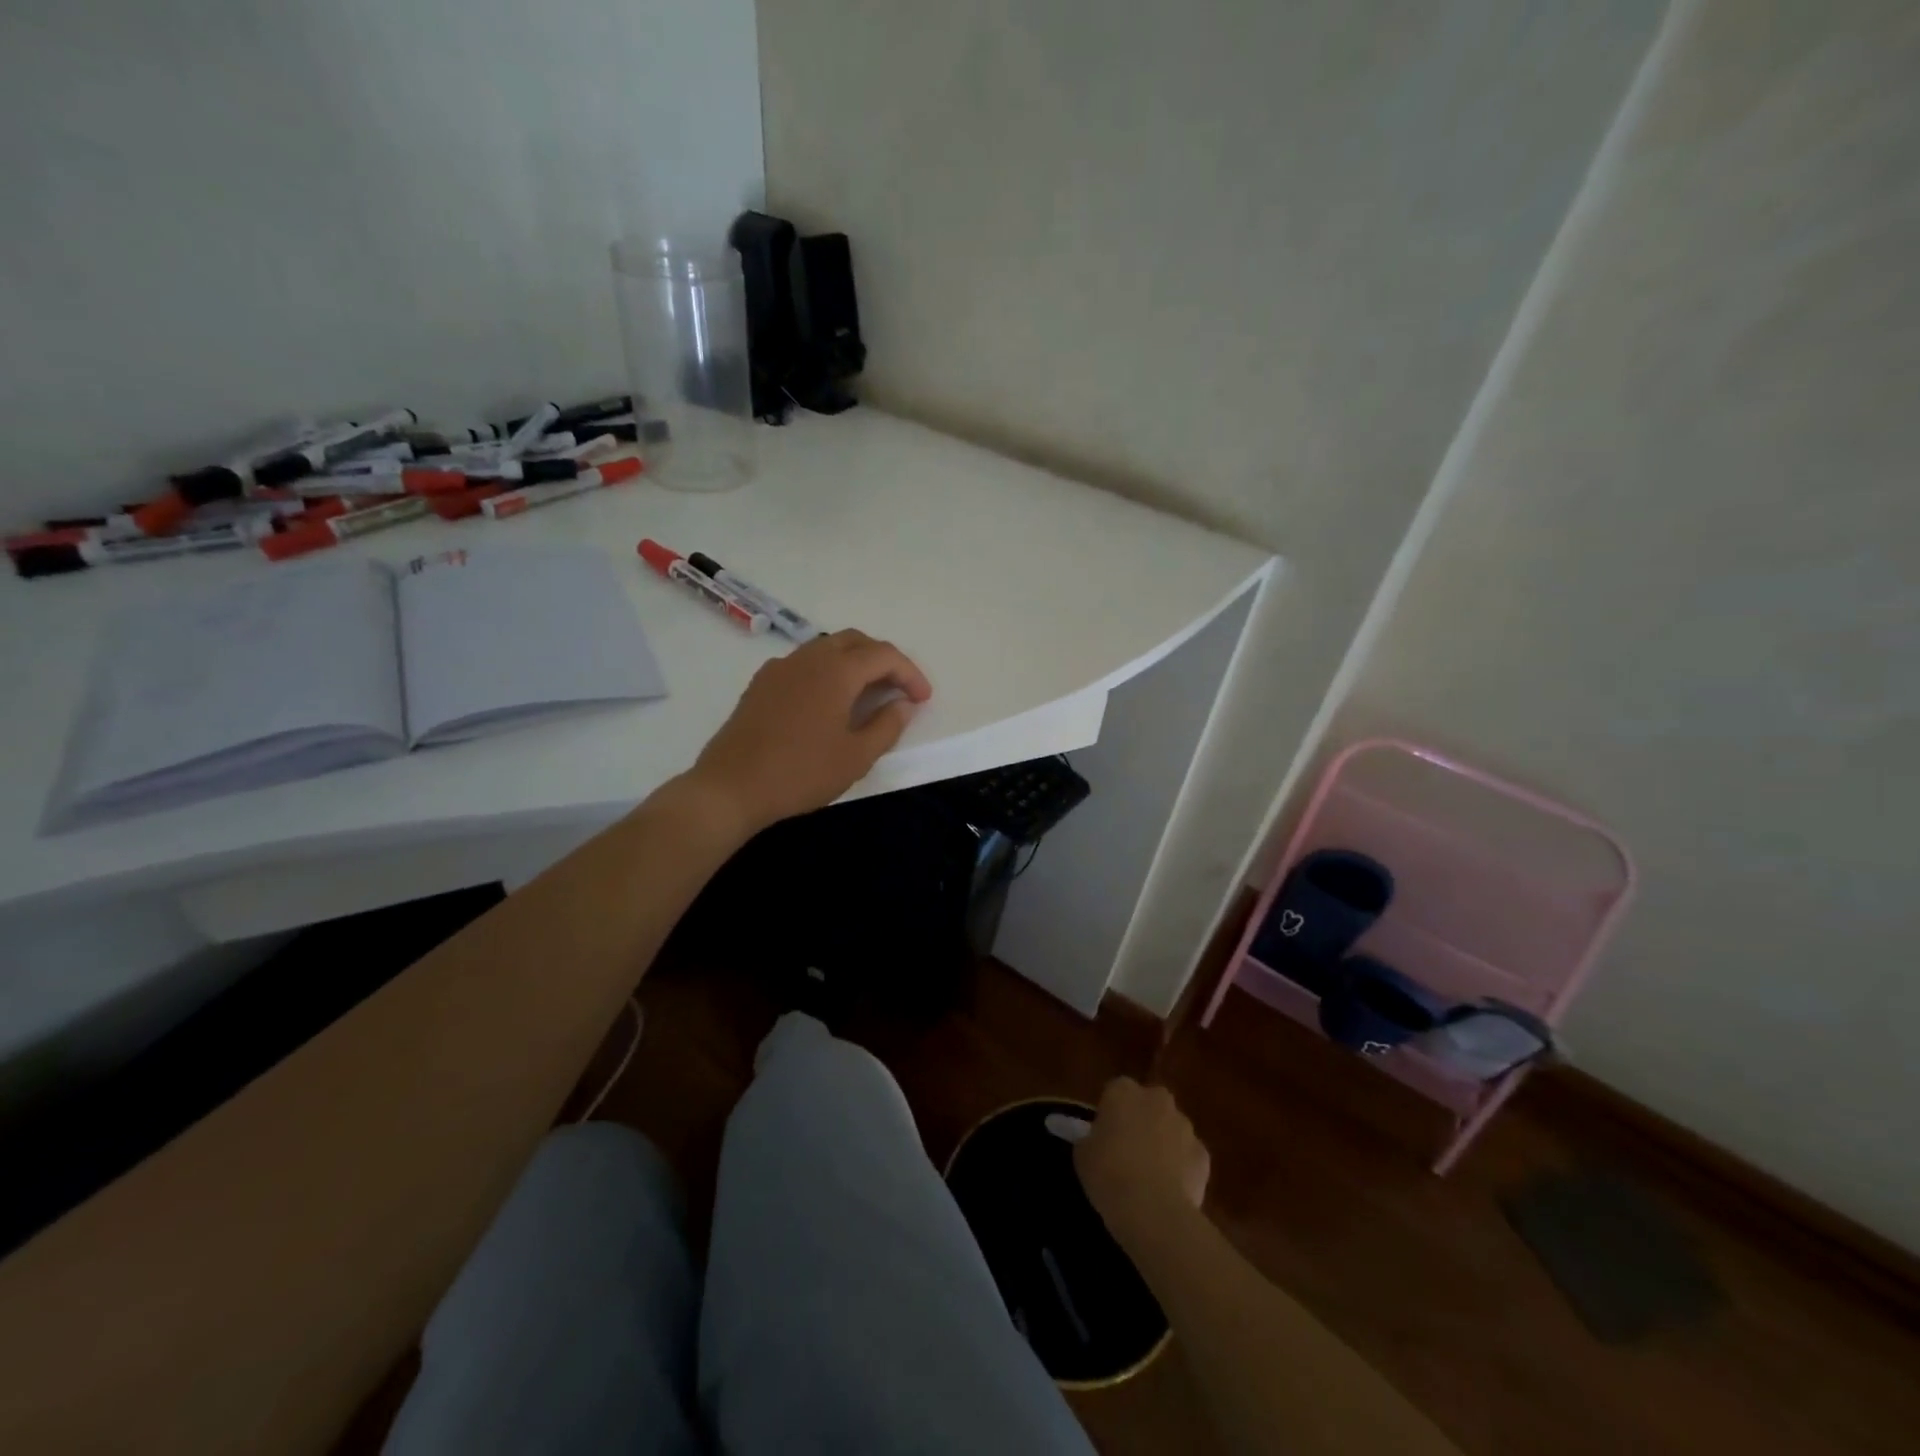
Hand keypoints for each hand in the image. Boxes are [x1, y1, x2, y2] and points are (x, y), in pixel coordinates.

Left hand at [686, 629, 932, 836]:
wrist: (731, 787)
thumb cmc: (801, 773)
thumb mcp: (856, 757)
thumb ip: (887, 726)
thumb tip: (903, 704)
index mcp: (836, 671)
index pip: (884, 655)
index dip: (910, 673)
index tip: (923, 699)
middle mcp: (808, 658)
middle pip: (855, 641)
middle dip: (883, 660)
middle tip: (899, 689)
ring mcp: (780, 667)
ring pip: (827, 648)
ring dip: (854, 663)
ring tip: (868, 694)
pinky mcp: (761, 683)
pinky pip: (804, 663)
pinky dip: (827, 671)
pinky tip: (828, 701)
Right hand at [1075, 1077, 1209, 1253]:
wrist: (1152, 1210)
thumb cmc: (1108, 1174)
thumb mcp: (1083, 1154)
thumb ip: (1092, 1139)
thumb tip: (1099, 1142)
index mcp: (1123, 1091)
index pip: (1115, 1091)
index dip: (1111, 1113)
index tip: (1105, 1135)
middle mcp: (1156, 1099)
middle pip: (1149, 1104)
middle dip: (1142, 1121)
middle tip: (1128, 1151)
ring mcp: (1185, 1126)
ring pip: (1172, 1129)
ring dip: (1164, 1144)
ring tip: (1150, 1177)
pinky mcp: (1204, 1155)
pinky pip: (1189, 1157)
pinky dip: (1182, 1169)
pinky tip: (1171, 1192)